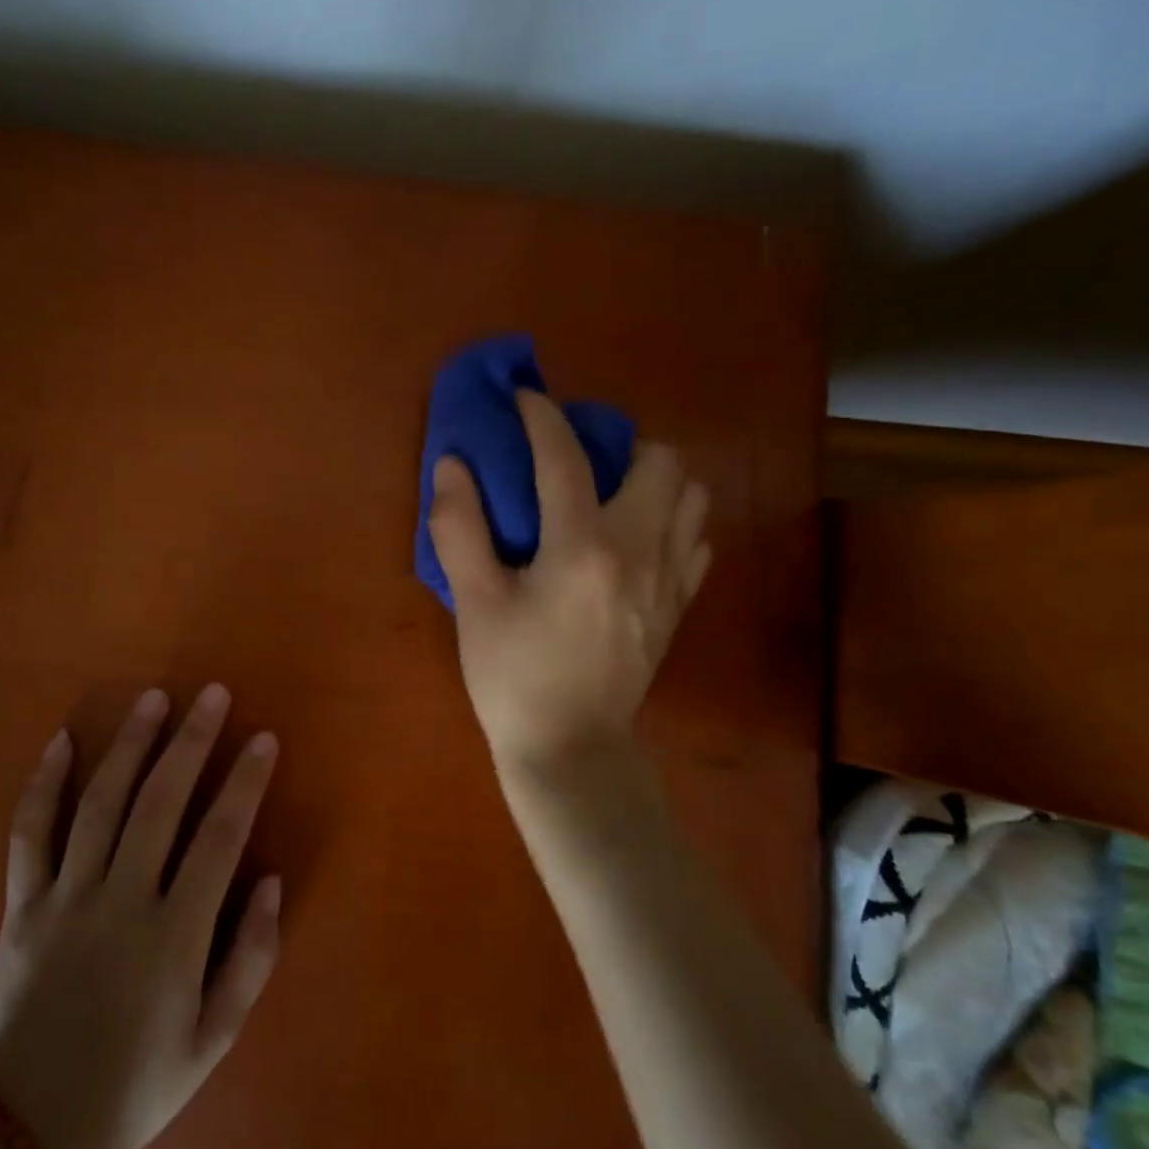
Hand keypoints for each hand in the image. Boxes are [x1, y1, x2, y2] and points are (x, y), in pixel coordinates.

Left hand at [0, 684, 281, 1148]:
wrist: (35, 1133)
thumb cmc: (142, 1080)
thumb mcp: (216, 1038)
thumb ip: (252, 958)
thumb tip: (272, 879)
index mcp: (173, 937)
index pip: (219, 839)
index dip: (245, 782)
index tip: (263, 738)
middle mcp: (120, 903)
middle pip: (160, 804)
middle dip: (191, 742)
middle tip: (213, 694)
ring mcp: (65, 900)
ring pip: (100, 804)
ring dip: (131, 745)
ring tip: (154, 699)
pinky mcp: (22, 906)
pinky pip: (29, 834)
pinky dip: (43, 784)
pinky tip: (63, 740)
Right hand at [427, 390, 710, 780]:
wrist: (570, 750)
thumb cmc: (513, 676)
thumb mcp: (474, 602)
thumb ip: (460, 527)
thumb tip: (452, 464)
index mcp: (582, 548)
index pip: (566, 458)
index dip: (543, 417)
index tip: (525, 398)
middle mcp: (640, 551)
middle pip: (660, 460)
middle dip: (618, 443)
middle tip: (577, 460)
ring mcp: (670, 579)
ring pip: (692, 495)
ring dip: (653, 478)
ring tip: (610, 494)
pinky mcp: (680, 604)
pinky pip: (696, 538)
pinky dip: (671, 520)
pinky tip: (634, 538)